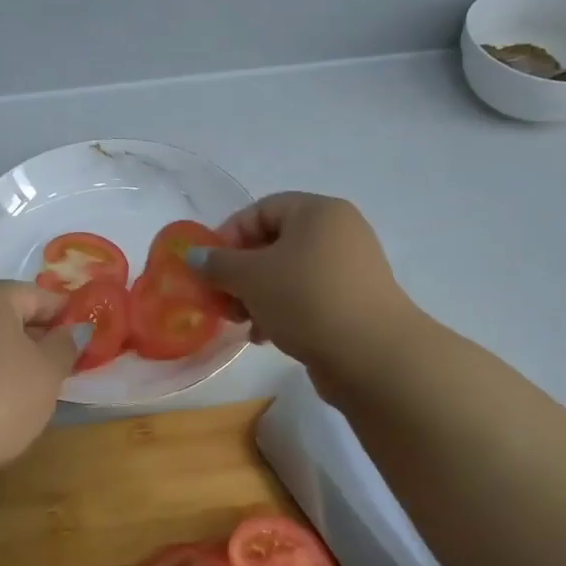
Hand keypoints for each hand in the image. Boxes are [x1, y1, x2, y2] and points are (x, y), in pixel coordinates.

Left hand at [0, 281, 85, 480]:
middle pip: (8, 314)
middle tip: (62, 366)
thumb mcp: (48, 372)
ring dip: (11, 356)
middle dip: (37, 337)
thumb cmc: (0, 398)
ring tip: (33, 388)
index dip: (65, 316)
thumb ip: (65, 345)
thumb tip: (71, 331)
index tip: (84, 340)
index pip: (38, 296)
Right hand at [189, 193, 417, 380]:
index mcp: (318, 212)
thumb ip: (217, 264)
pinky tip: (265, 337)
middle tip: (220, 299)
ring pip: (288, 274)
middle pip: (274, 243)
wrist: (371, 355)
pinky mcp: (352, 303)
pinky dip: (281, 311)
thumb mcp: (251, 277)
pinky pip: (307, 297)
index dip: (228, 235)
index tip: (207, 267)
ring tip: (241, 323)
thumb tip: (194, 256)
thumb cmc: (306, 300)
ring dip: (257, 296)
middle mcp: (338, 233)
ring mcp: (349, 269)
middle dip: (240, 272)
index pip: (261, 210)